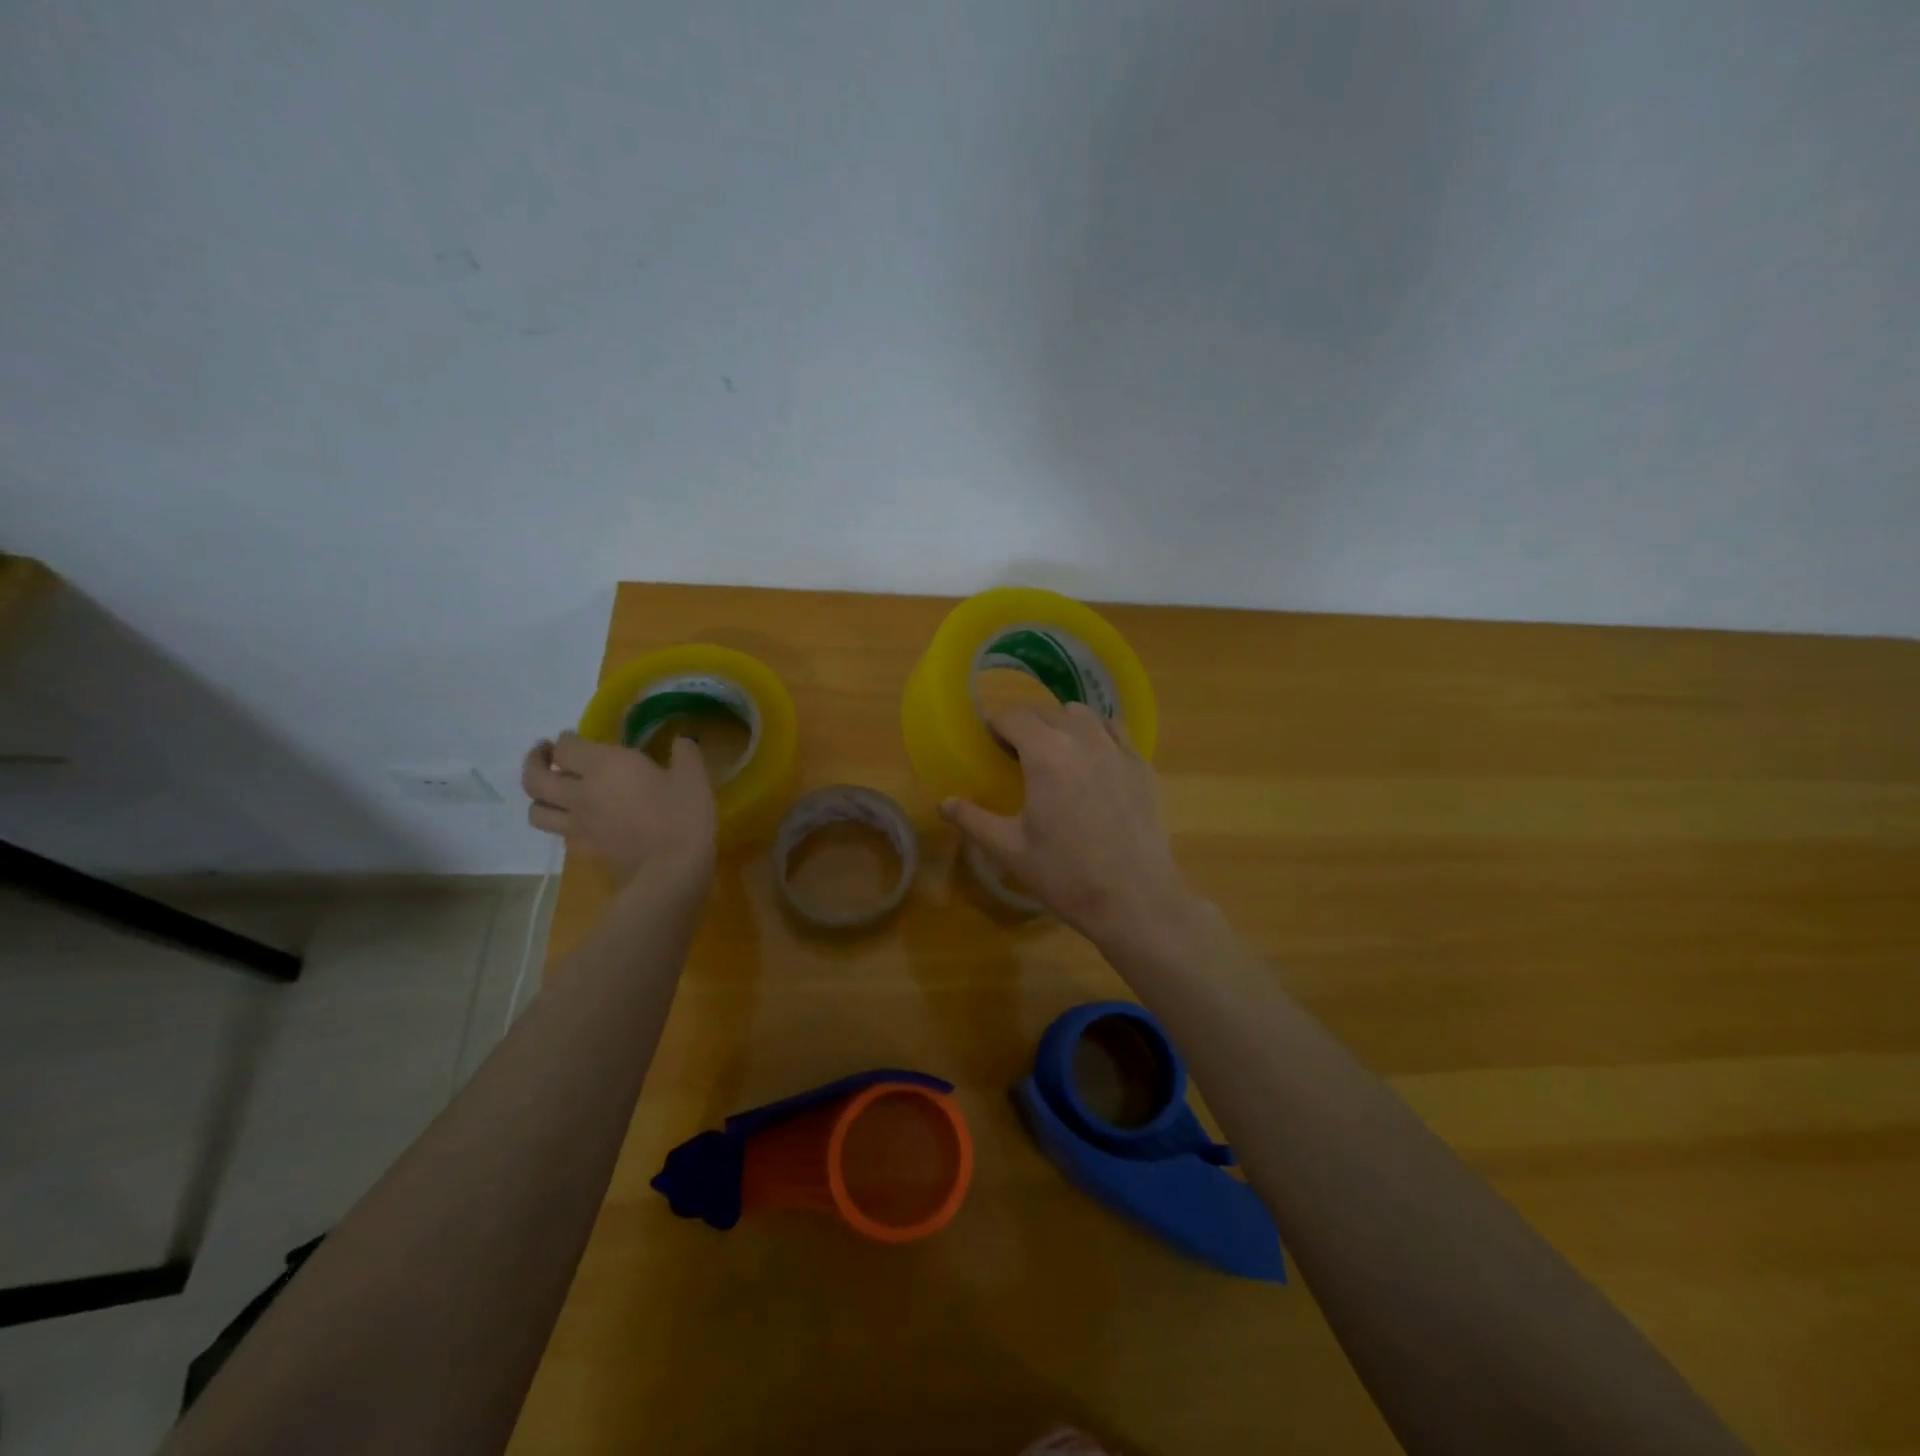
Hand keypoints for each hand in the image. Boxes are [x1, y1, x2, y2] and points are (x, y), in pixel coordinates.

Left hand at [522, 731, 715, 884]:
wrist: (671, 870)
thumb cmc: (682, 817)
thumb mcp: (693, 777)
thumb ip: (685, 753)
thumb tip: (682, 741)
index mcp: (605, 766)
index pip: (566, 746)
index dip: (565, 738)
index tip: (574, 735)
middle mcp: (581, 792)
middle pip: (534, 778)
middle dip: (534, 762)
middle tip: (546, 755)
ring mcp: (578, 824)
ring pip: (535, 810)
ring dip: (538, 797)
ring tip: (553, 790)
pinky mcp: (584, 848)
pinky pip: (558, 833)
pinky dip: (560, 823)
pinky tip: (577, 819)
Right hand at [939, 702, 1193, 946]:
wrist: (1134, 898)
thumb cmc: (1065, 874)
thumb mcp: (1009, 850)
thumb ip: (973, 819)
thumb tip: (943, 803)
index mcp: (1045, 753)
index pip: (1013, 717)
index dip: (996, 726)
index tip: (989, 743)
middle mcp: (1082, 738)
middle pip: (1045, 712)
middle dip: (1025, 724)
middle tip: (1014, 752)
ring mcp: (1117, 749)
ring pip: (1082, 714)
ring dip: (1060, 723)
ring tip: (1053, 751)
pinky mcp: (1141, 765)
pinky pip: (1115, 730)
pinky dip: (1096, 733)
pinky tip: (1091, 759)